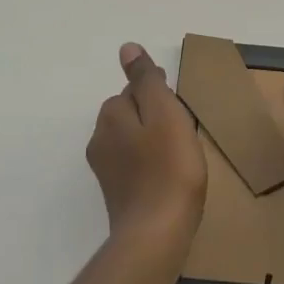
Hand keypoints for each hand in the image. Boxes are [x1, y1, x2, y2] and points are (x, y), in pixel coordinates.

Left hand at [86, 43, 206, 245]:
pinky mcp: (116, 194)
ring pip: (132, 141)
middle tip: (184, 133)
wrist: (157, 235)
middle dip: (155, 117)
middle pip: (131, 114)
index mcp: (111, 115)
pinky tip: (169, 177)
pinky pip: (134, 166)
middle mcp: (100, 139)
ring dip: (153, 141)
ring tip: (180, 156)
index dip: (160, 95)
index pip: (134, 90)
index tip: (180, 110)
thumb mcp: (164, 112)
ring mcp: (105, 170)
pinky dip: (150, 165)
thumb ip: (146, 80)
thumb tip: (126, 48)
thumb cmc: (169, 168)